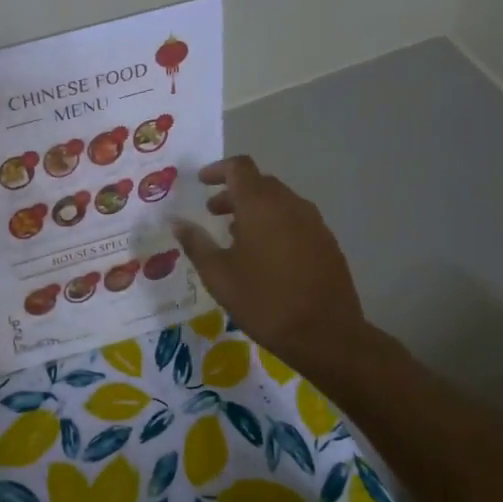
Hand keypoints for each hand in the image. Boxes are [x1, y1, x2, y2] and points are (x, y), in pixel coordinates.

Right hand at [172, 156, 374, 391]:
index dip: (218, 169)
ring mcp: (313, 223)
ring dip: (255, 209)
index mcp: (260, 206)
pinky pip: (295, 220)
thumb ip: (196, 243)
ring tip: (236, 236)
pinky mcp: (326, 242)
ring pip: (279, 202)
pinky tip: (265, 255)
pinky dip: (275, 224)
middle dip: (234, 192)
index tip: (201, 182)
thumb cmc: (263, 301)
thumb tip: (176, 222)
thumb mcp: (218, 275)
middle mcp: (290, 205)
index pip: (240, 167)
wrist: (325, 334)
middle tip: (213, 213)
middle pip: (260, 183)